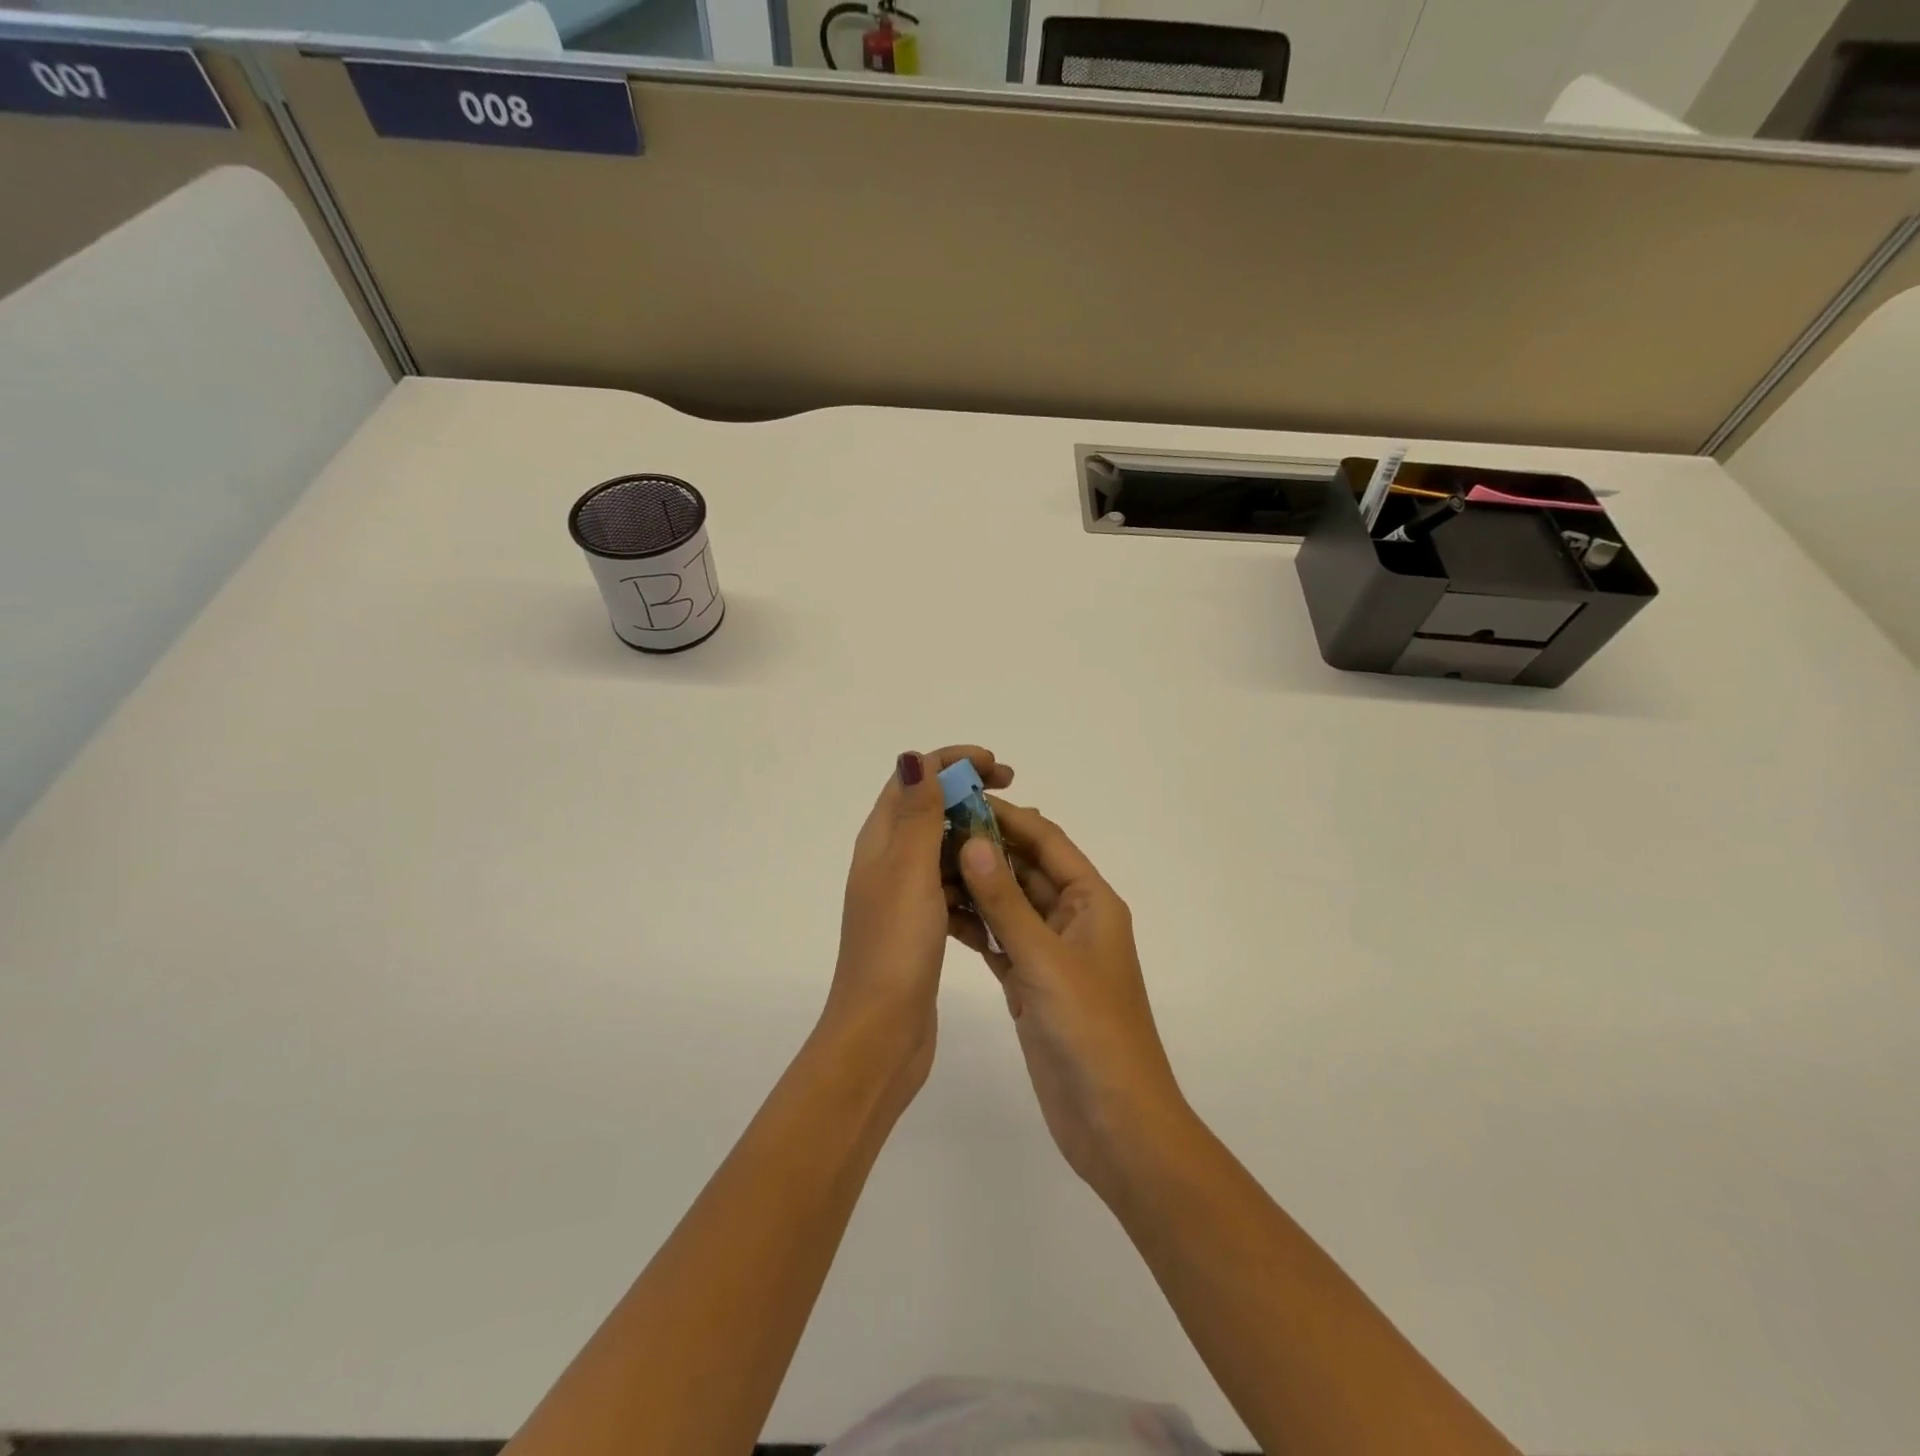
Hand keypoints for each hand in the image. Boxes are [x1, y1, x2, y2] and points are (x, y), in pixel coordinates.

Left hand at [825, 746, 1014, 1099]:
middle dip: (969, 793)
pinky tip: (1000, 886)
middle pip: (930, 809)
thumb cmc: (896, 945)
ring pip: (944, 849)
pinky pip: (951, 886)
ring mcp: (904, 896)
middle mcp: (888, 861)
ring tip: (1015, 839)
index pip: (913, 779)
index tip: (997, 768)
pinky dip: (974, 876)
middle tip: (1013, 792)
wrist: (881, 1032)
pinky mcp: (921, 925)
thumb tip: (913, 757)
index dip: (953, 762)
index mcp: (880, 841)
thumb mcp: (908, 870)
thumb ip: (916, 814)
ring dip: (975, 835)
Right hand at [949, 801, 1189, 1197]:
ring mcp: (1051, 954)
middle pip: (1026, 870)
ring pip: (1010, 905)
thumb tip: (973, 842)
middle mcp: (1073, 920)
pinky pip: (1000, 942)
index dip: (1008, 817)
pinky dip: (975, 927)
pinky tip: (939, 914)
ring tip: (926, 864)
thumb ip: (1006, 903)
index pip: (1047, 842)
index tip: (962, 798)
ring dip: (976, 886)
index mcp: (1092, 902)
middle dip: (986, 848)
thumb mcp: (1045, 960)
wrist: (1114, 1122)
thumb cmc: (1091, 1031)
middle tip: (932, 829)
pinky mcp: (1032, 985)